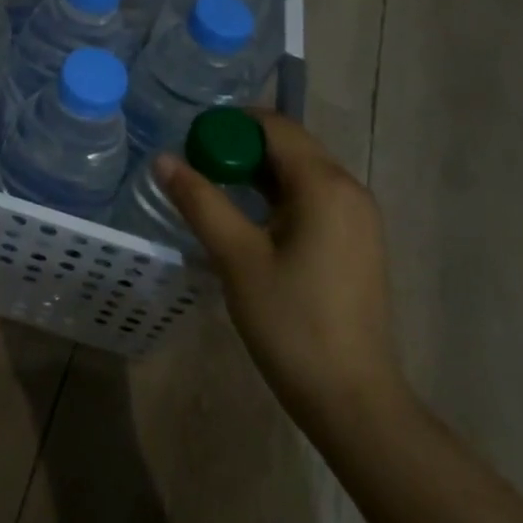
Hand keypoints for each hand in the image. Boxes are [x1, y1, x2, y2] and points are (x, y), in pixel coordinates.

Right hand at [160, 113, 404, 427]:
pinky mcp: (357, 241)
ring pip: (301, 172)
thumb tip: (163, 158)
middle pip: (290, 145)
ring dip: (258, 171)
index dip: (229, 124)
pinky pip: (313, 197)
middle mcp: (349, 189)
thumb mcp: (237, 257)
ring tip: (214, 188)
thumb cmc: (291, 322)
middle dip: (241, 146)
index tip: (191, 140)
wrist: (352, 398)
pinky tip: (249, 218)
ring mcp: (358, 217)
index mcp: (325, 184)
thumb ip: (200, 201)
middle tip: (196, 165)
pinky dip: (278, 194)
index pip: (275, 126)